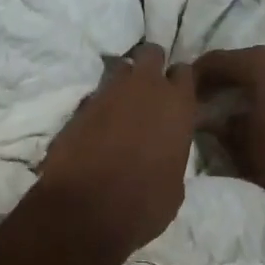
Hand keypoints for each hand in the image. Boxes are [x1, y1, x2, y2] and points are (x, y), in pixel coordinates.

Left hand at [36, 44, 196, 262]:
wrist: (86, 210)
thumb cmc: (143, 204)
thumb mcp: (175, 184)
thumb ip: (173, 154)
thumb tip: (163, 151)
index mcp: (178, 105)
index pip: (185, 72)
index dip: (180, 82)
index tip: (177, 95)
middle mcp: (145, 88)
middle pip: (151, 54)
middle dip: (150, 66)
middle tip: (148, 90)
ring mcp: (108, 93)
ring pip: (120, 69)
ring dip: (123, 82)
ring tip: (122, 104)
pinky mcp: (79, 107)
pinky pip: (95, 94)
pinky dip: (99, 105)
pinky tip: (99, 125)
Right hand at [194, 47, 264, 197]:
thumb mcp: (242, 143)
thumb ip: (221, 127)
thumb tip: (208, 121)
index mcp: (257, 63)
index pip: (216, 60)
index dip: (196, 75)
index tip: (184, 91)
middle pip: (241, 61)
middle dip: (222, 78)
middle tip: (205, 97)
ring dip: (247, 82)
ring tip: (234, 102)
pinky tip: (262, 105)